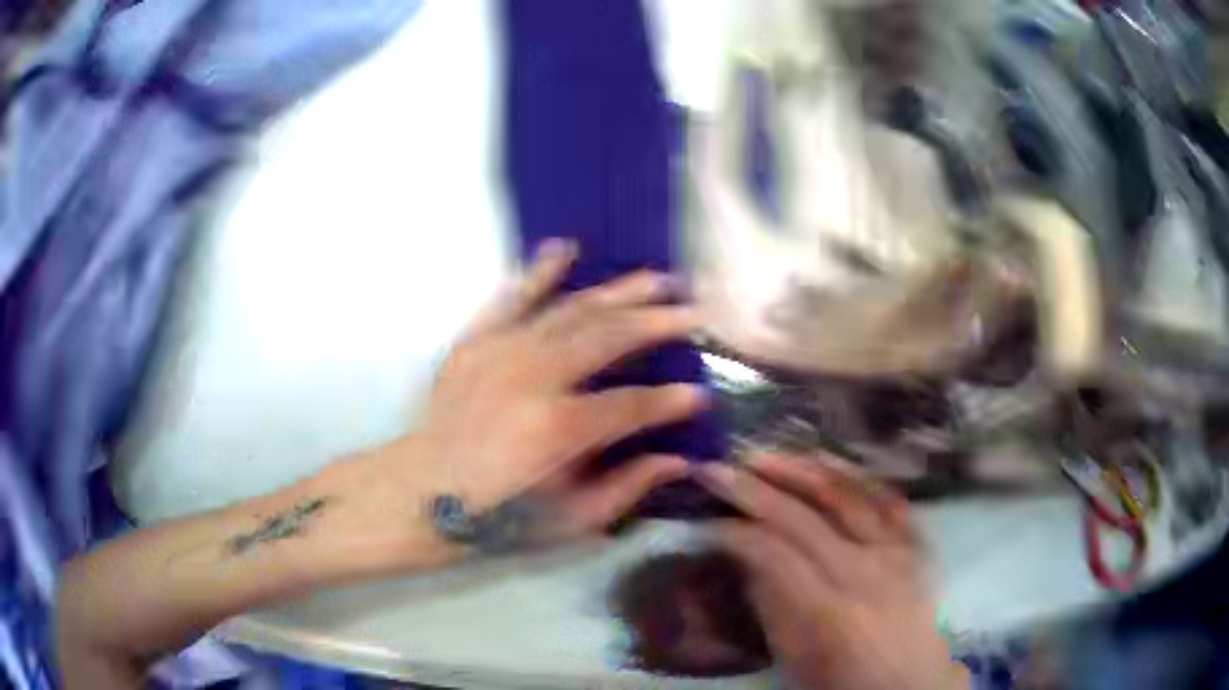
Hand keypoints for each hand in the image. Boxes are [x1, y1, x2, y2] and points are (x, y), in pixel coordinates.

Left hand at [343, 239, 704, 554]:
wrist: (421, 494)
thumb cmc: (499, 514)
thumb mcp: (571, 519)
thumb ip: (628, 486)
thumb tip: (678, 461)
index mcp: (561, 428)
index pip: (635, 404)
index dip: (672, 401)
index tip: (699, 394)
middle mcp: (536, 378)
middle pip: (609, 337)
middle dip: (657, 323)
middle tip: (691, 313)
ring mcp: (502, 352)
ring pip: (571, 308)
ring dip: (618, 291)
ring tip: (655, 278)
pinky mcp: (474, 341)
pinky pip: (512, 297)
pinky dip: (540, 271)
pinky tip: (565, 248)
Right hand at [695, 454, 969, 689]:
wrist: (910, 680)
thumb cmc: (842, 678)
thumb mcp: (793, 656)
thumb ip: (768, 603)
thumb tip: (744, 555)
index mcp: (826, 610)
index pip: (773, 553)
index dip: (735, 531)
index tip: (708, 518)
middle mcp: (863, 571)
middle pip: (802, 518)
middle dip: (753, 489)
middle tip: (717, 469)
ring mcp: (895, 549)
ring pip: (847, 494)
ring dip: (800, 468)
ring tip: (764, 455)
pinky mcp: (915, 541)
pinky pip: (886, 495)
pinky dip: (854, 474)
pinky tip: (827, 460)